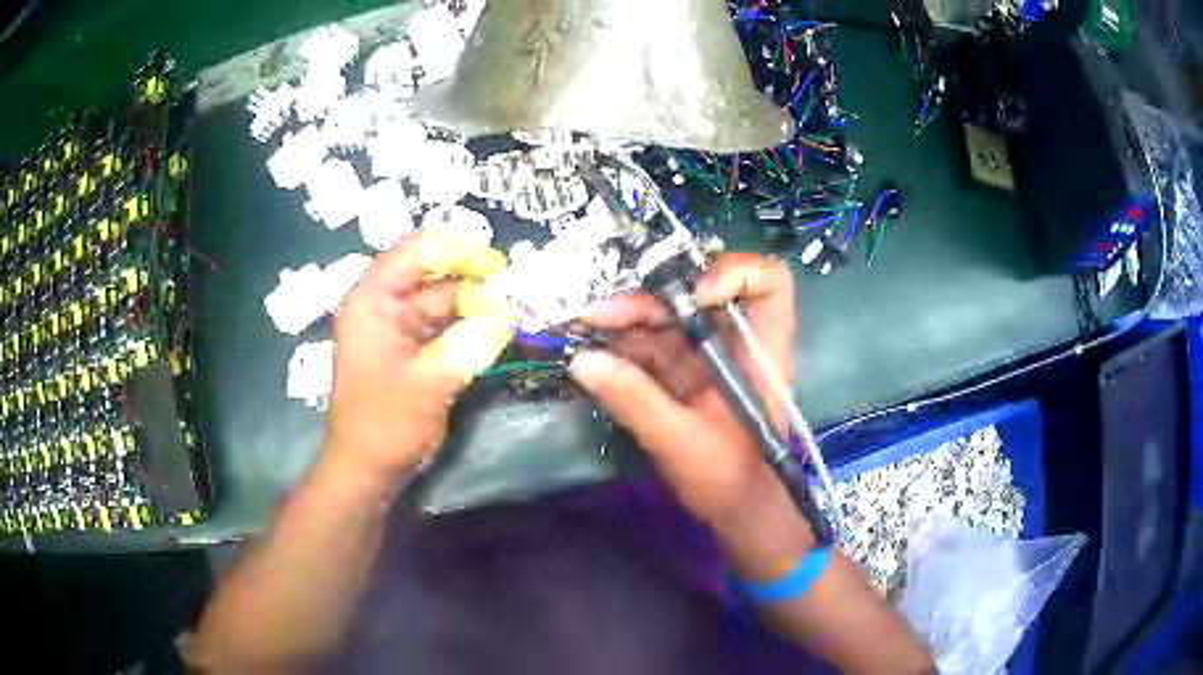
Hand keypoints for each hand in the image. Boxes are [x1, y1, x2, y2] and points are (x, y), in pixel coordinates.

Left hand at [324, 230, 517, 483]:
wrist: (367, 470)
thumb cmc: (385, 423)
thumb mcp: (430, 381)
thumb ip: (472, 342)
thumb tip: (513, 313)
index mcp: (373, 301)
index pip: (414, 252)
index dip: (456, 249)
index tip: (497, 263)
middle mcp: (384, 307)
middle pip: (433, 276)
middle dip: (475, 282)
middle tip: (517, 292)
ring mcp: (398, 330)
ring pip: (444, 303)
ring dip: (478, 306)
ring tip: (516, 312)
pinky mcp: (412, 352)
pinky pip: (446, 328)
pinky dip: (471, 328)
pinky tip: (500, 332)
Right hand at [570, 253, 813, 575]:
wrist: (737, 513)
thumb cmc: (729, 480)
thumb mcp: (681, 441)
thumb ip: (635, 400)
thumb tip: (583, 361)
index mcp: (760, 351)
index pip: (768, 282)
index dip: (733, 272)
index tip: (692, 295)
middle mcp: (738, 342)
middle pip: (699, 292)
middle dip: (649, 299)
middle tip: (599, 314)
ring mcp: (711, 356)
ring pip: (670, 317)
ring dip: (626, 319)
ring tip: (584, 326)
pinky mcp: (687, 372)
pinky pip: (655, 345)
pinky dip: (624, 345)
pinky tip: (593, 351)